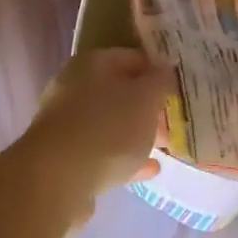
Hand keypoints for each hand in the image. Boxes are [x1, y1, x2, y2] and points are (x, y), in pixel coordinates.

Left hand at [7, 48, 171, 223]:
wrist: (57, 180)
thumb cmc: (107, 128)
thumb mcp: (145, 99)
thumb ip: (159, 81)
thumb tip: (164, 71)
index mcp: (92, 63)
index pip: (132, 57)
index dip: (158, 69)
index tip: (180, 86)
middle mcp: (74, 87)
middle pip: (119, 90)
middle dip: (147, 104)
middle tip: (174, 117)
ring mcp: (67, 124)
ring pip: (110, 122)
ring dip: (136, 131)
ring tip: (165, 143)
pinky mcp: (65, 158)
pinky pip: (102, 152)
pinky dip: (125, 157)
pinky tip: (150, 169)